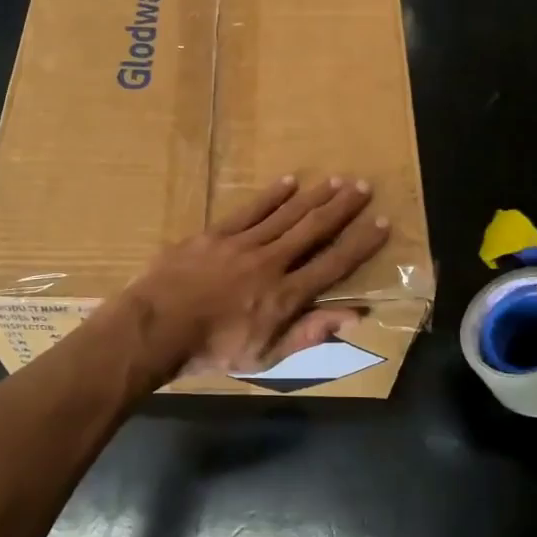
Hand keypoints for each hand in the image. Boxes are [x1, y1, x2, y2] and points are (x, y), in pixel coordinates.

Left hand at [120, 175, 390, 379]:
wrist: (155, 328)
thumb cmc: (212, 350)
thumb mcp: (265, 356)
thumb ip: (310, 333)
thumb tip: (355, 316)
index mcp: (285, 296)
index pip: (334, 264)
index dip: (360, 243)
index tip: (381, 223)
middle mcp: (271, 263)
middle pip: (313, 230)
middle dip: (342, 207)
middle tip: (363, 186)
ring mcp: (242, 244)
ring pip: (286, 214)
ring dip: (314, 196)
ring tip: (336, 180)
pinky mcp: (216, 234)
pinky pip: (250, 210)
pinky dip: (272, 196)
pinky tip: (289, 181)